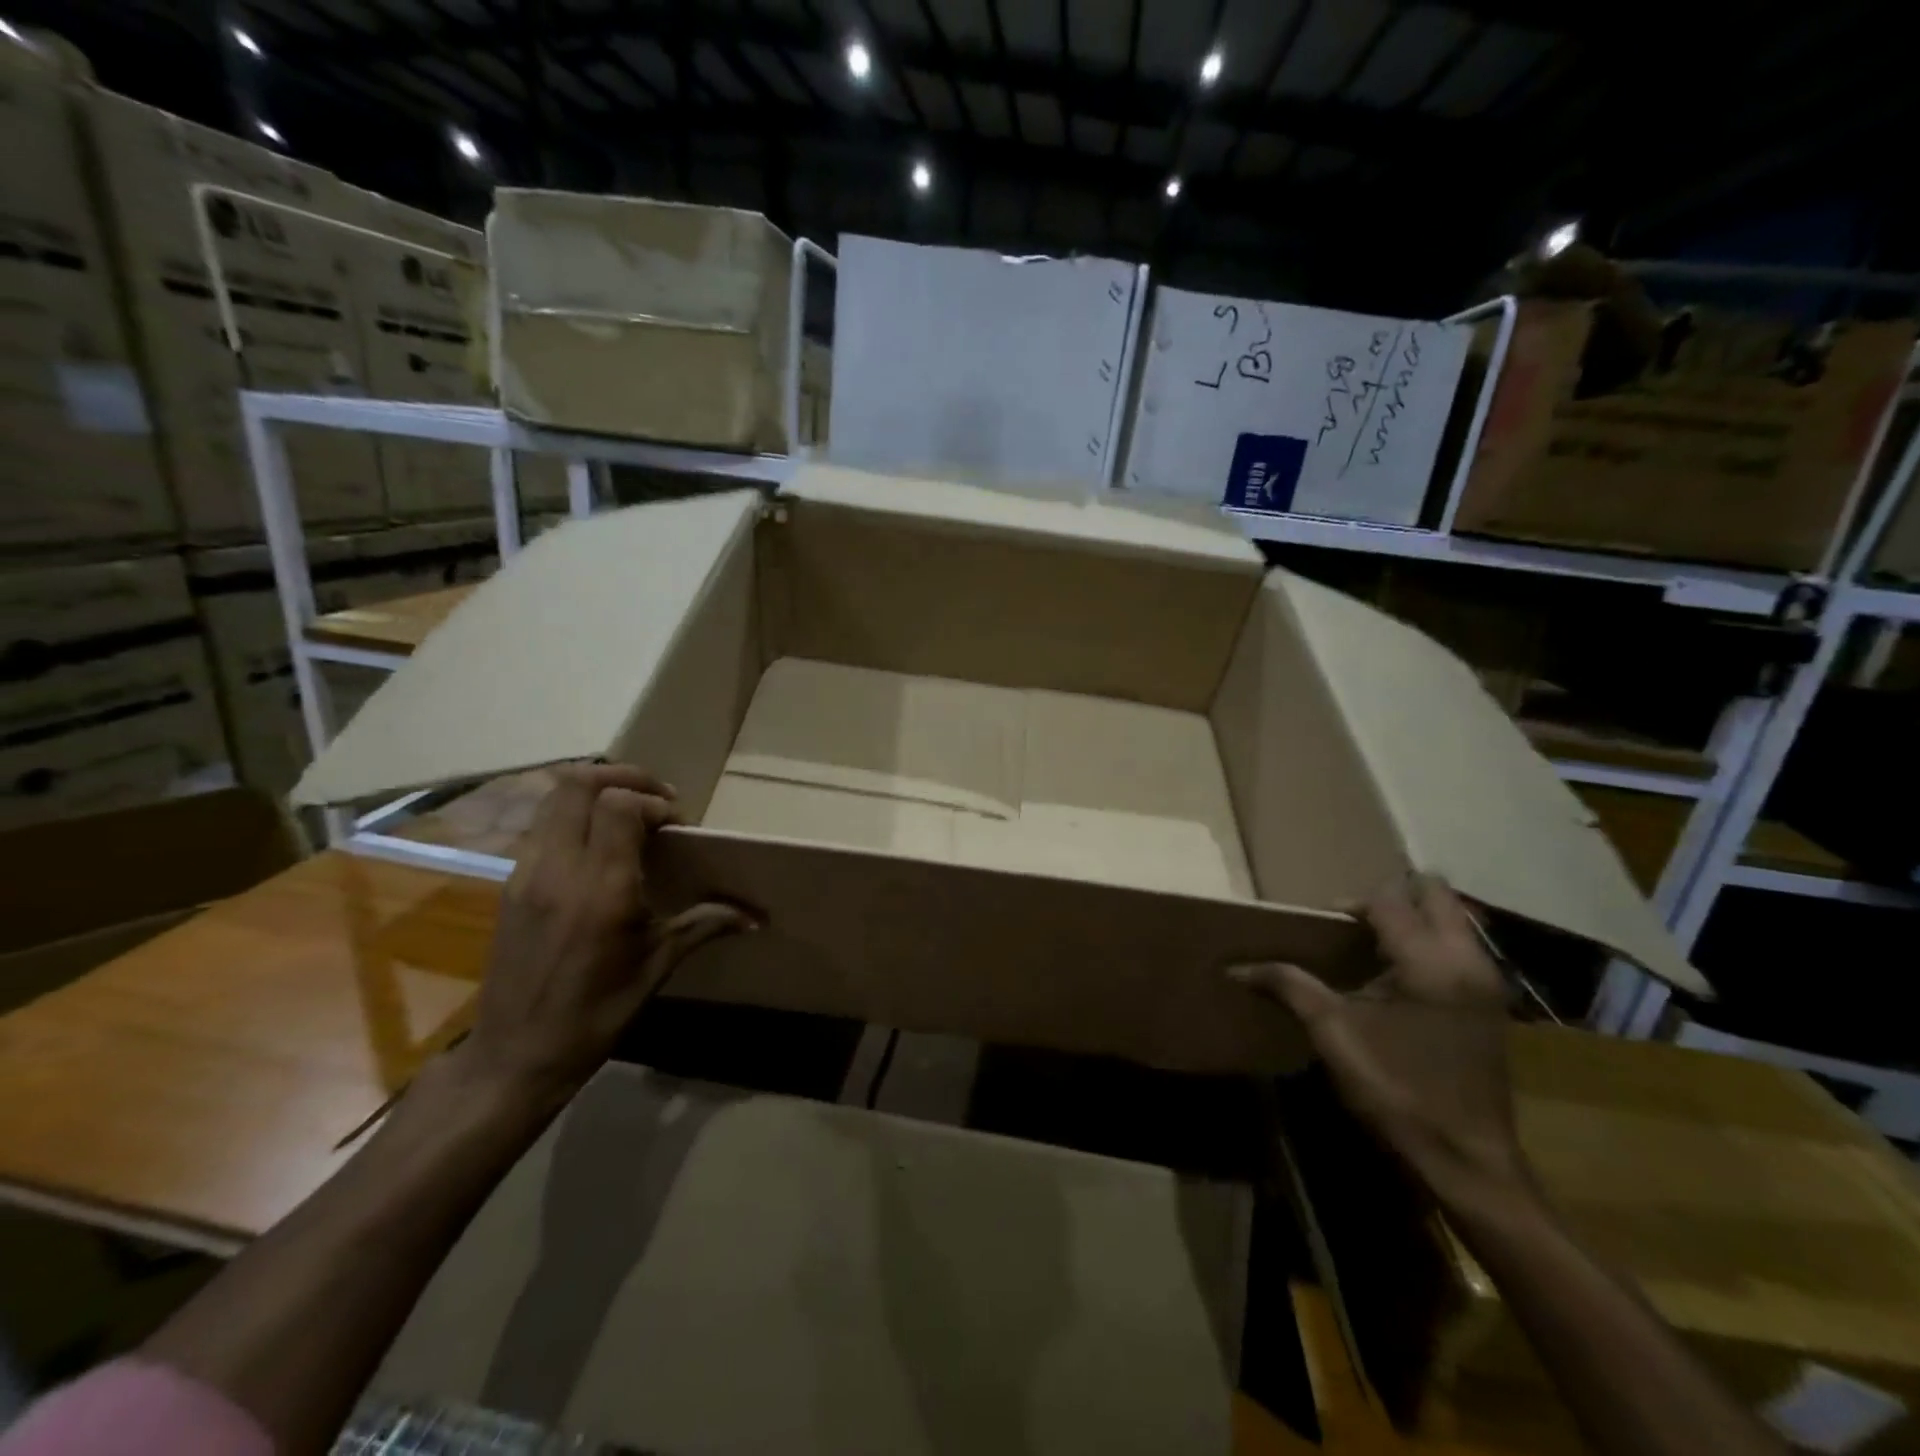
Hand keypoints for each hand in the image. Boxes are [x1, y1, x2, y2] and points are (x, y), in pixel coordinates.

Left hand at [462, 764, 754, 1099]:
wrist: (515, 1056)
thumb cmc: (595, 1014)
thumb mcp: (657, 967)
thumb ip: (705, 925)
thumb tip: (756, 916)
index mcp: (601, 889)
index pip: (620, 805)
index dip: (654, 800)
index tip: (678, 825)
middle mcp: (558, 870)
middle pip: (578, 784)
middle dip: (624, 777)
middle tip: (657, 797)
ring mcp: (526, 874)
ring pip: (553, 799)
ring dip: (596, 792)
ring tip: (630, 814)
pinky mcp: (510, 885)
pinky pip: (542, 826)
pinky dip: (574, 816)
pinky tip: (600, 846)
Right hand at [1231, 874, 1527, 1200]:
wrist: (1466, 1160)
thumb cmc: (1396, 1090)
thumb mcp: (1332, 1033)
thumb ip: (1289, 986)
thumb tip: (1236, 968)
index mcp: (1429, 961)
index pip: (1388, 901)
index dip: (1350, 905)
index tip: (1322, 928)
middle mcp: (1468, 959)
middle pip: (1434, 893)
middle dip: (1392, 897)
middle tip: (1355, 923)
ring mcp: (1488, 981)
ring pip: (1454, 918)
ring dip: (1414, 918)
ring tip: (1372, 945)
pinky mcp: (1493, 1002)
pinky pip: (1461, 946)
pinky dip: (1430, 942)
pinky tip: (1398, 976)